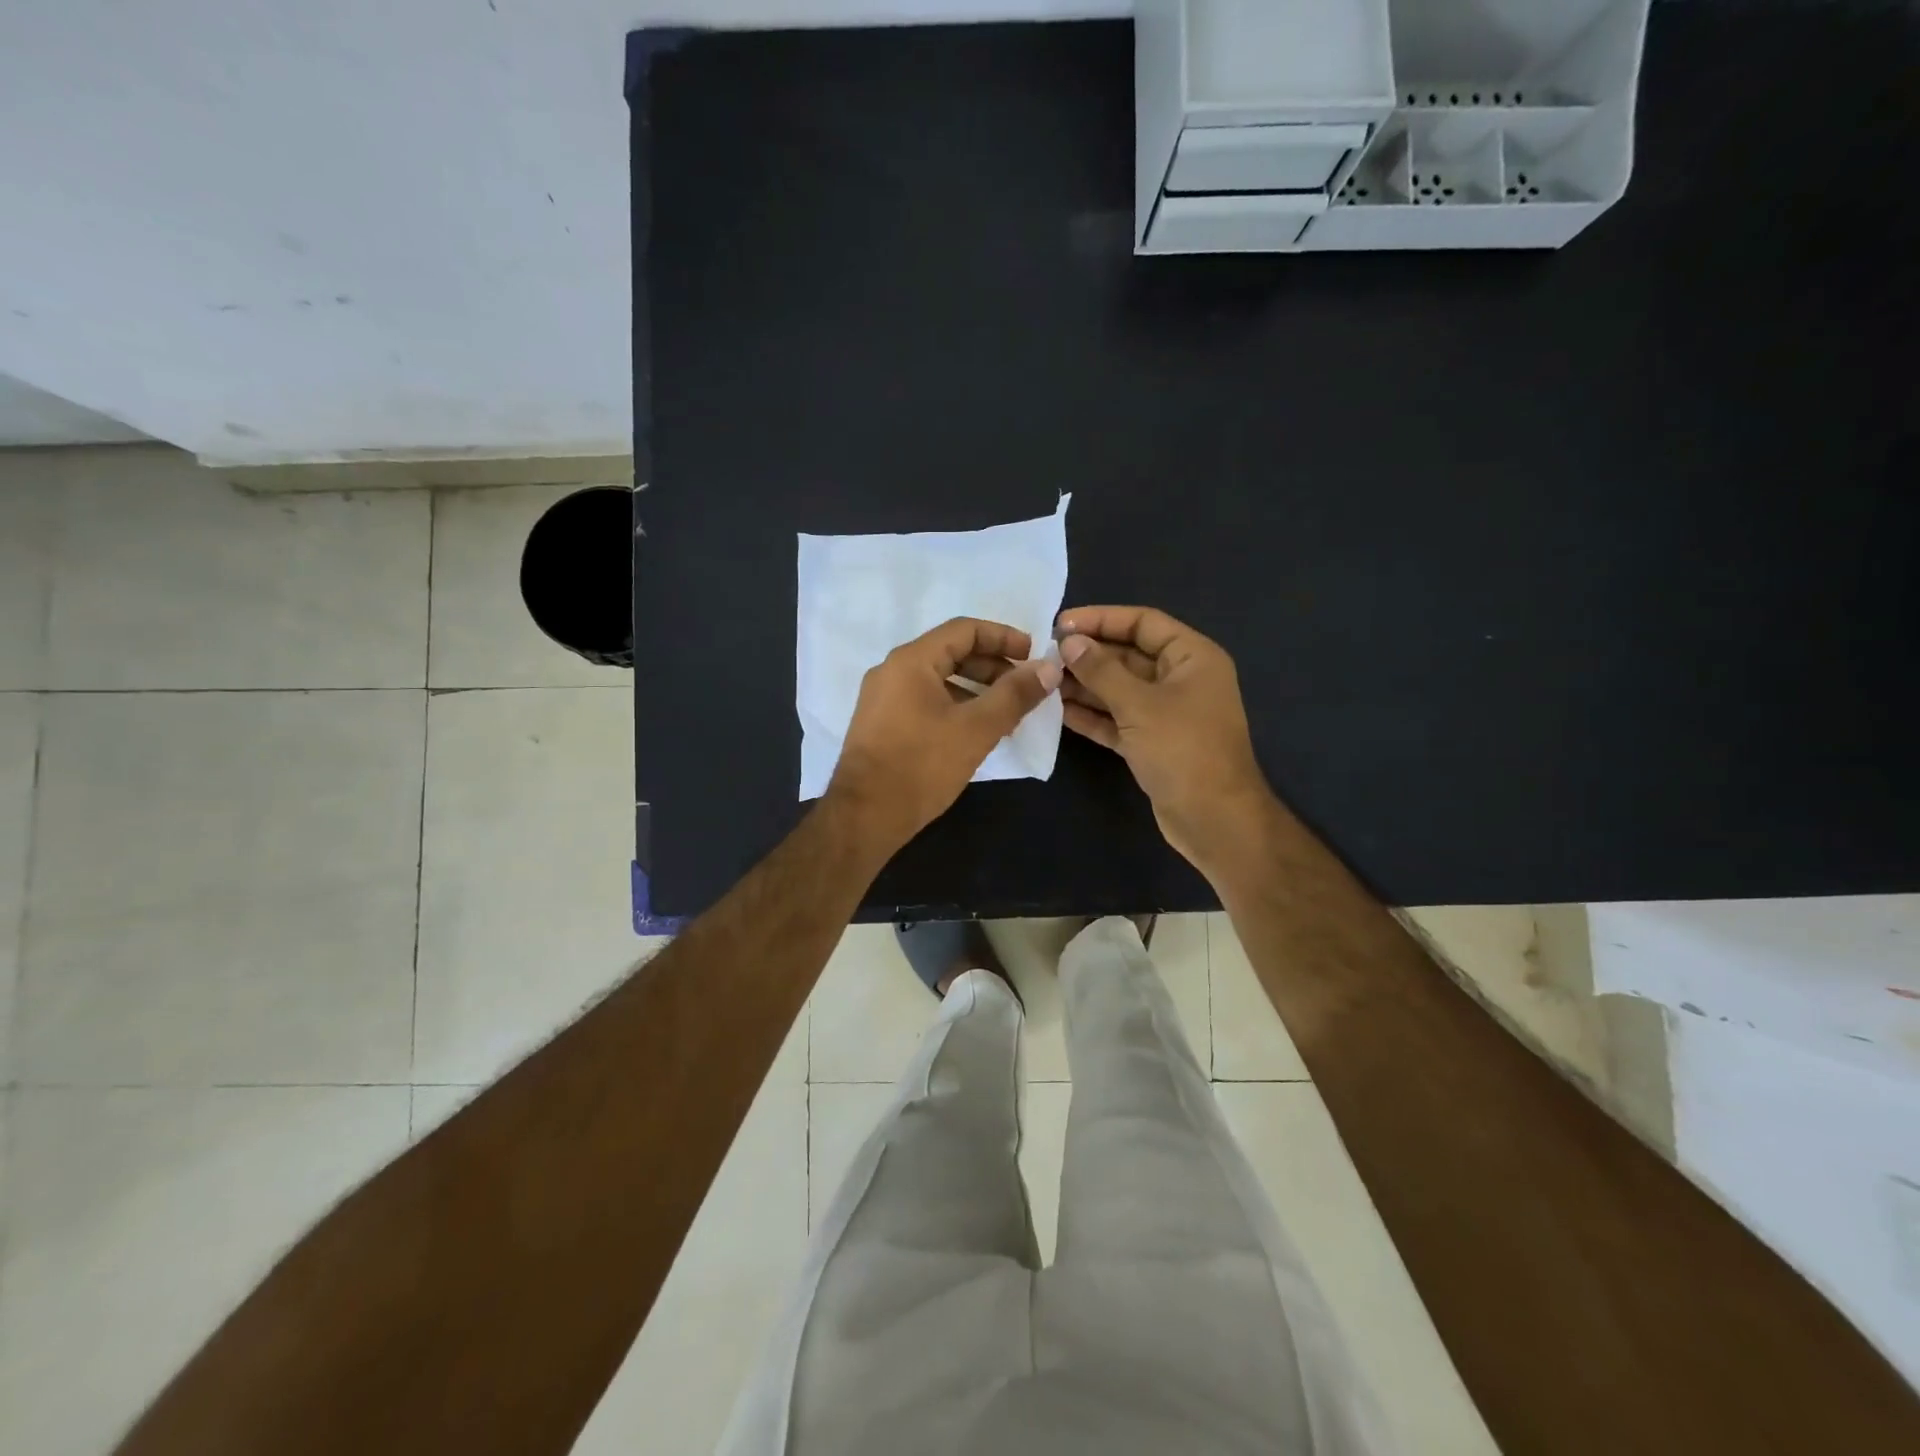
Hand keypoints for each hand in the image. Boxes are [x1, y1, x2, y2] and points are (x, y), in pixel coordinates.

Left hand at [826, 617, 1061, 855]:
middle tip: (1024, 689)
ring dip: (976, 691)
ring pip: (939, 681)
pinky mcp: (881, 726)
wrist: (864, 816)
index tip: (1033, 656)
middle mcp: (892, 672)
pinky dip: (955, 708)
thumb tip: (1049, 668)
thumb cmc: (922, 766)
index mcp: (911, 661)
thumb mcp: (976, 728)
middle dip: (992, 667)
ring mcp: (882, 700)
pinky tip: (976, 734)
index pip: (964, 629)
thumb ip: (1015, 695)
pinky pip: (925, 702)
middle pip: (951, 653)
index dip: (1003, 637)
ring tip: (1007, 716)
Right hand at [1056, 605, 1280, 875]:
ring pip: (1120, 689)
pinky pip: (1118, 719)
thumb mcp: (1139, 704)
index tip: (1060, 624)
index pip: (1143, 623)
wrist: (1213, 819)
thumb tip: (1069, 642)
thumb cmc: (1183, 750)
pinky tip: (1058, 711)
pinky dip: (1092, 715)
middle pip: (1129, 656)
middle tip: (1045, 655)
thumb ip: (1102, 670)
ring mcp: (1167, 714)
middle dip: (1089, 655)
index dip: (1102, 619)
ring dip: (1085, 685)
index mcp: (1192, 658)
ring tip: (1044, 681)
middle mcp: (1181, 680)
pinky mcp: (1152, 743)